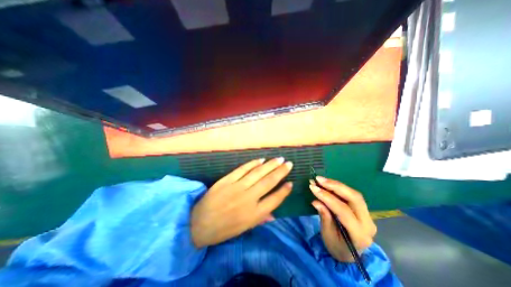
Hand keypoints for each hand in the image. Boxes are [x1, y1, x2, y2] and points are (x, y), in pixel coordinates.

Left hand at [191, 158, 293, 246]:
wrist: (198, 223)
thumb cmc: (223, 229)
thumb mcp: (244, 228)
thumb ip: (260, 219)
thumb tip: (274, 214)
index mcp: (254, 214)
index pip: (275, 200)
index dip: (284, 191)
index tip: (290, 183)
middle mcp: (249, 199)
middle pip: (269, 182)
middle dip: (281, 172)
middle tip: (289, 164)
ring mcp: (237, 187)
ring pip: (258, 173)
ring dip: (270, 164)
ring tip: (279, 159)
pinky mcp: (228, 180)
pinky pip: (243, 169)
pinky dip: (253, 163)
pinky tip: (261, 159)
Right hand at [307, 178, 373, 262]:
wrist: (349, 254)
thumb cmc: (337, 247)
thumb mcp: (328, 236)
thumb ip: (324, 218)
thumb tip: (316, 201)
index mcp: (359, 235)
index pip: (344, 211)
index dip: (327, 198)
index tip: (313, 188)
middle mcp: (368, 223)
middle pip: (354, 198)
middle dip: (335, 186)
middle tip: (319, 179)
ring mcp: (368, 215)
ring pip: (354, 194)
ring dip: (336, 184)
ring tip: (321, 180)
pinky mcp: (363, 210)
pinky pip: (351, 195)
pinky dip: (338, 187)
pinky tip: (328, 183)